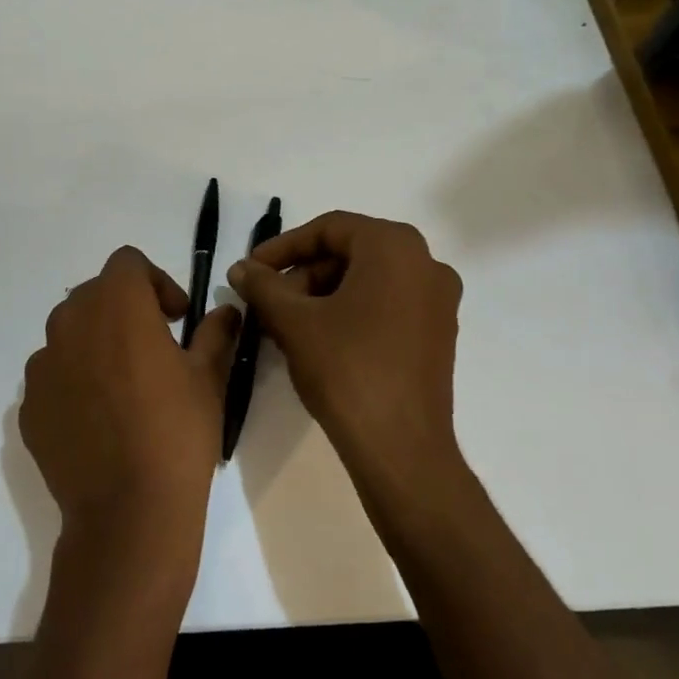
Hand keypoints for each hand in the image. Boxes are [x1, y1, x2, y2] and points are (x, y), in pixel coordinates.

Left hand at [21, 246, 239, 576]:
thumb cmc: (177, 433)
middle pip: (95, 293)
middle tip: (154, 346)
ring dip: (96, 342)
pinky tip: (99, 419)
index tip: (176, 318)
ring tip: (123, 384)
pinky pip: (53, 374)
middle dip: (125, 308)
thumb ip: (215, 333)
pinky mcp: (28, 405)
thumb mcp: (209, 378)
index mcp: (117, 305)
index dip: (156, 282)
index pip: (128, 263)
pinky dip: (74, 380)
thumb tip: (225, 311)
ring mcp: (42, 365)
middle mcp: (71, 323)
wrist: (127, 512)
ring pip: (70, 332)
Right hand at [226, 212, 463, 495]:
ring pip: (367, 280)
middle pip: (349, 253)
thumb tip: (240, 268)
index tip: (251, 270)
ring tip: (285, 325)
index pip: (329, 229)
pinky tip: (318, 339)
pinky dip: (349, 311)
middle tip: (267, 302)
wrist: (401, 449)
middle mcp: (425, 262)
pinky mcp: (438, 333)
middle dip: (302, 275)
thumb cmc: (347, 370)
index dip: (283, 247)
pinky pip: (386, 304)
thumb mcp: (294, 322)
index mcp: (394, 247)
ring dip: (322, 295)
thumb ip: (263, 286)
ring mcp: (437, 300)